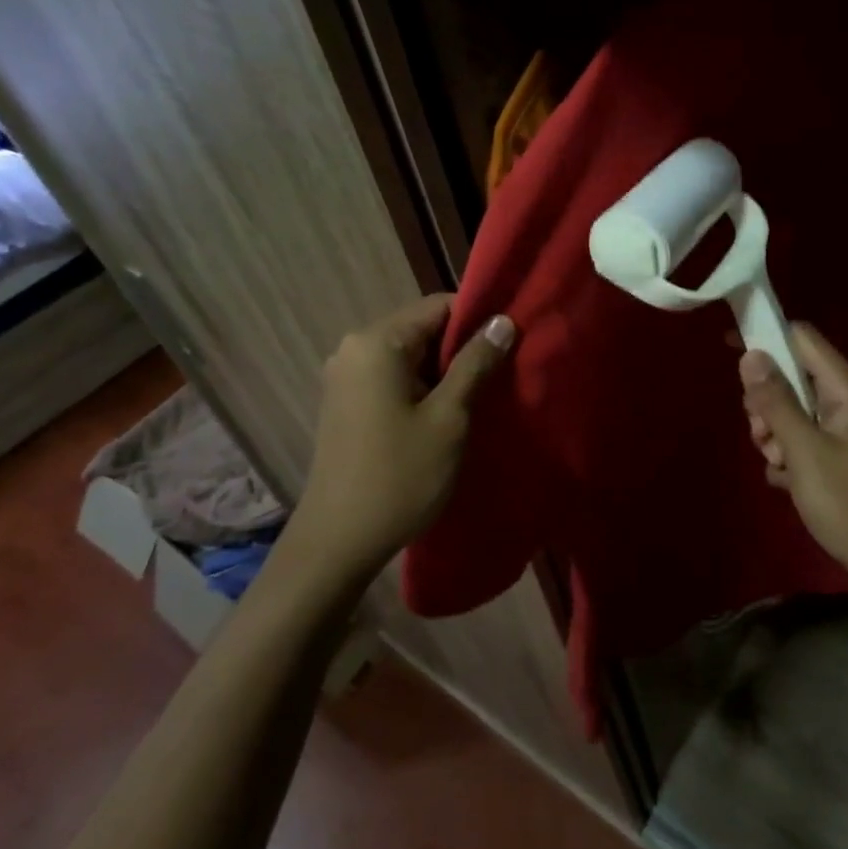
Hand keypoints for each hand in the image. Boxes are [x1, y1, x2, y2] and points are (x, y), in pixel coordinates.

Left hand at [292, 294, 513, 576]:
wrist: (338, 542)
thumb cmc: (400, 476)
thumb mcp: (449, 417)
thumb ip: (476, 364)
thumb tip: (502, 321)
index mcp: (376, 342)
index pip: (439, 306)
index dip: (478, 321)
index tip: (509, 346)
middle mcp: (354, 348)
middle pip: (423, 329)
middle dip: (462, 349)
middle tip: (500, 376)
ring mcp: (345, 376)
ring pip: (410, 356)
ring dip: (444, 372)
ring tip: (478, 398)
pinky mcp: (345, 402)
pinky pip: (393, 377)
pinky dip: (421, 387)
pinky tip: (444, 415)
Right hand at [739, 324, 847, 593]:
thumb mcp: (805, 451)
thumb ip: (776, 402)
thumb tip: (750, 355)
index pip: (803, 338)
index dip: (766, 336)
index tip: (729, 348)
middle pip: (794, 375)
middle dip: (767, 401)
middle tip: (762, 435)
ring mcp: (846, 429)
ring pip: (794, 410)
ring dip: (775, 433)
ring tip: (778, 464)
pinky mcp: (841, 454)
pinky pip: (803, 437)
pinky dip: (788, 454)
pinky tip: (787, 481)